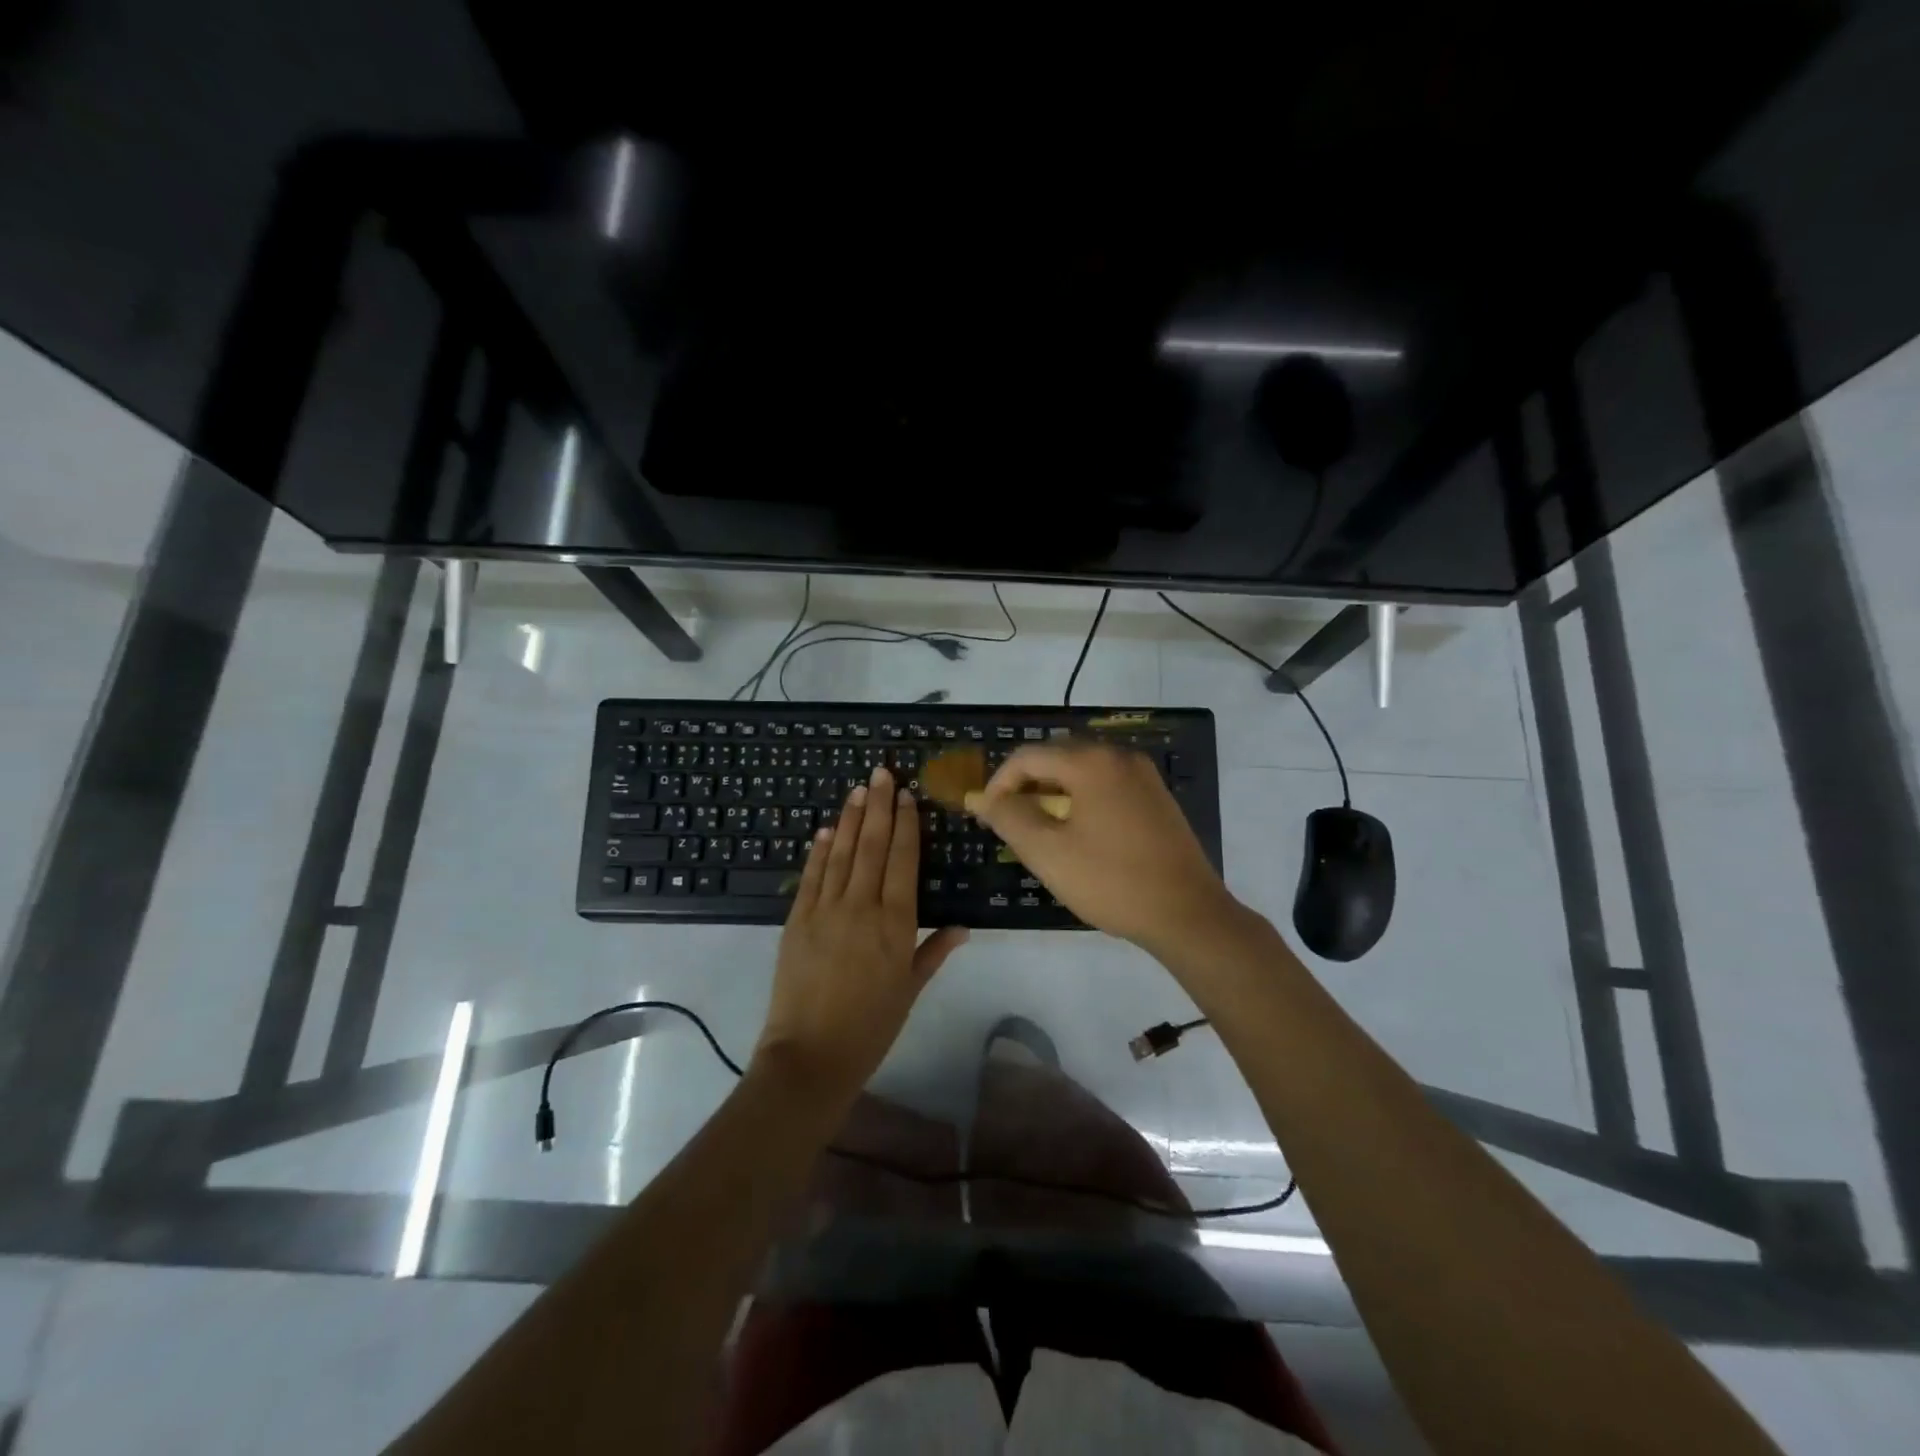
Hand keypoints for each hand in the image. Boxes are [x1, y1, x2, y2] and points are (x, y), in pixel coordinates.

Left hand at [754, 765, 967, 1105]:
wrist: (811, 1055)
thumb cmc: (871, 1027)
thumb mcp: (910, 990)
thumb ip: (934, 952)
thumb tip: (963, 926)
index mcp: (896, 923)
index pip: (903, 860)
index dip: (906, 825)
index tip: (907, 796)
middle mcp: (862, 906)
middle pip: (872, 845)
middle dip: (879, 806)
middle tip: (882, 771)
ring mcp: (825, 910)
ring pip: (841, 853)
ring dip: (850, 817)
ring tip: (858, 789)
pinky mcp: (797, 919)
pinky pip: (811, 876)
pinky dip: (818, 850)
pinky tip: (825, 829)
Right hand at [974, 742, 1240, 953]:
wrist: (1188, 914)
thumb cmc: (1111, 881)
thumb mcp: (1048, 852)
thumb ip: (1008, 818)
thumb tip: (980, 798)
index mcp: (1092, 762)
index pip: (1028, 756)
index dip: (999, 783)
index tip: (986, 816)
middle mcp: (1119, 756)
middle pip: (1057, 757)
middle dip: (1027, 786)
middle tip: (1011, 824)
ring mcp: (1144, 776)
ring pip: (1082, 772)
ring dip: (1054, 794)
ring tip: (1041, 832)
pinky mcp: (1157, 797)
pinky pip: (1106, 785)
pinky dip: (1082, 800)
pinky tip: (1079, 835)